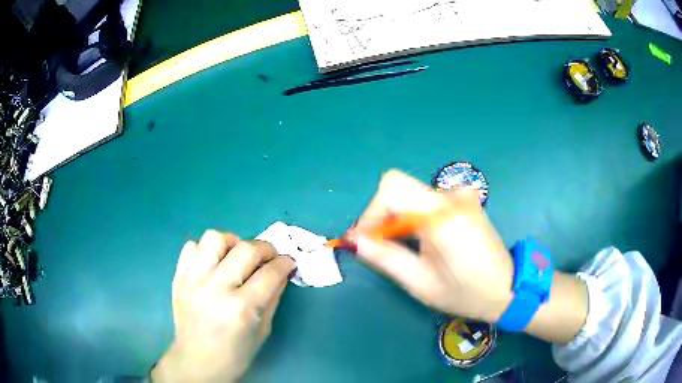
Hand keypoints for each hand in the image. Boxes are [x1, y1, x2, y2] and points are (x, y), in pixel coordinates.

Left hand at [151, 230, 295, 381]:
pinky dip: (205, 250)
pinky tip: (213, 264)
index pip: (269, 273)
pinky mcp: (178, 279)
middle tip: (269, 257)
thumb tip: (282, 273)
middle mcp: (215, 289)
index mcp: (241, 309)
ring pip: (214, 238)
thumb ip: (272, 298)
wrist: (197, 363)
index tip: (289, 262)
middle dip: (266, 248)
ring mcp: (192, 281)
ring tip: (237, 255)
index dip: (284, 263)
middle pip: (245, 249)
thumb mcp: (262, 331)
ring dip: (232, 242)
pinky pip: (190, 247)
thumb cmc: (235, 355)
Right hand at [350, 170, 513, 322]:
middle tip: (379, 245)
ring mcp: (461, 195)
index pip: (392, 189)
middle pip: (399, 188)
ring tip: (401, 247)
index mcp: (442, 216)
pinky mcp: (465, 200)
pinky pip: (427, 199)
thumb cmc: (465, 293)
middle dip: (381, 215)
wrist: (507, 288)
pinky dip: (414, 215)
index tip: (365, 240)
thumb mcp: (420, 284)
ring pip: (412, 193)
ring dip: (397, 217)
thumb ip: (385, 259)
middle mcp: (452, 196)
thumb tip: (356, 240)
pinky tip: (422, 239)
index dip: (371, 212)